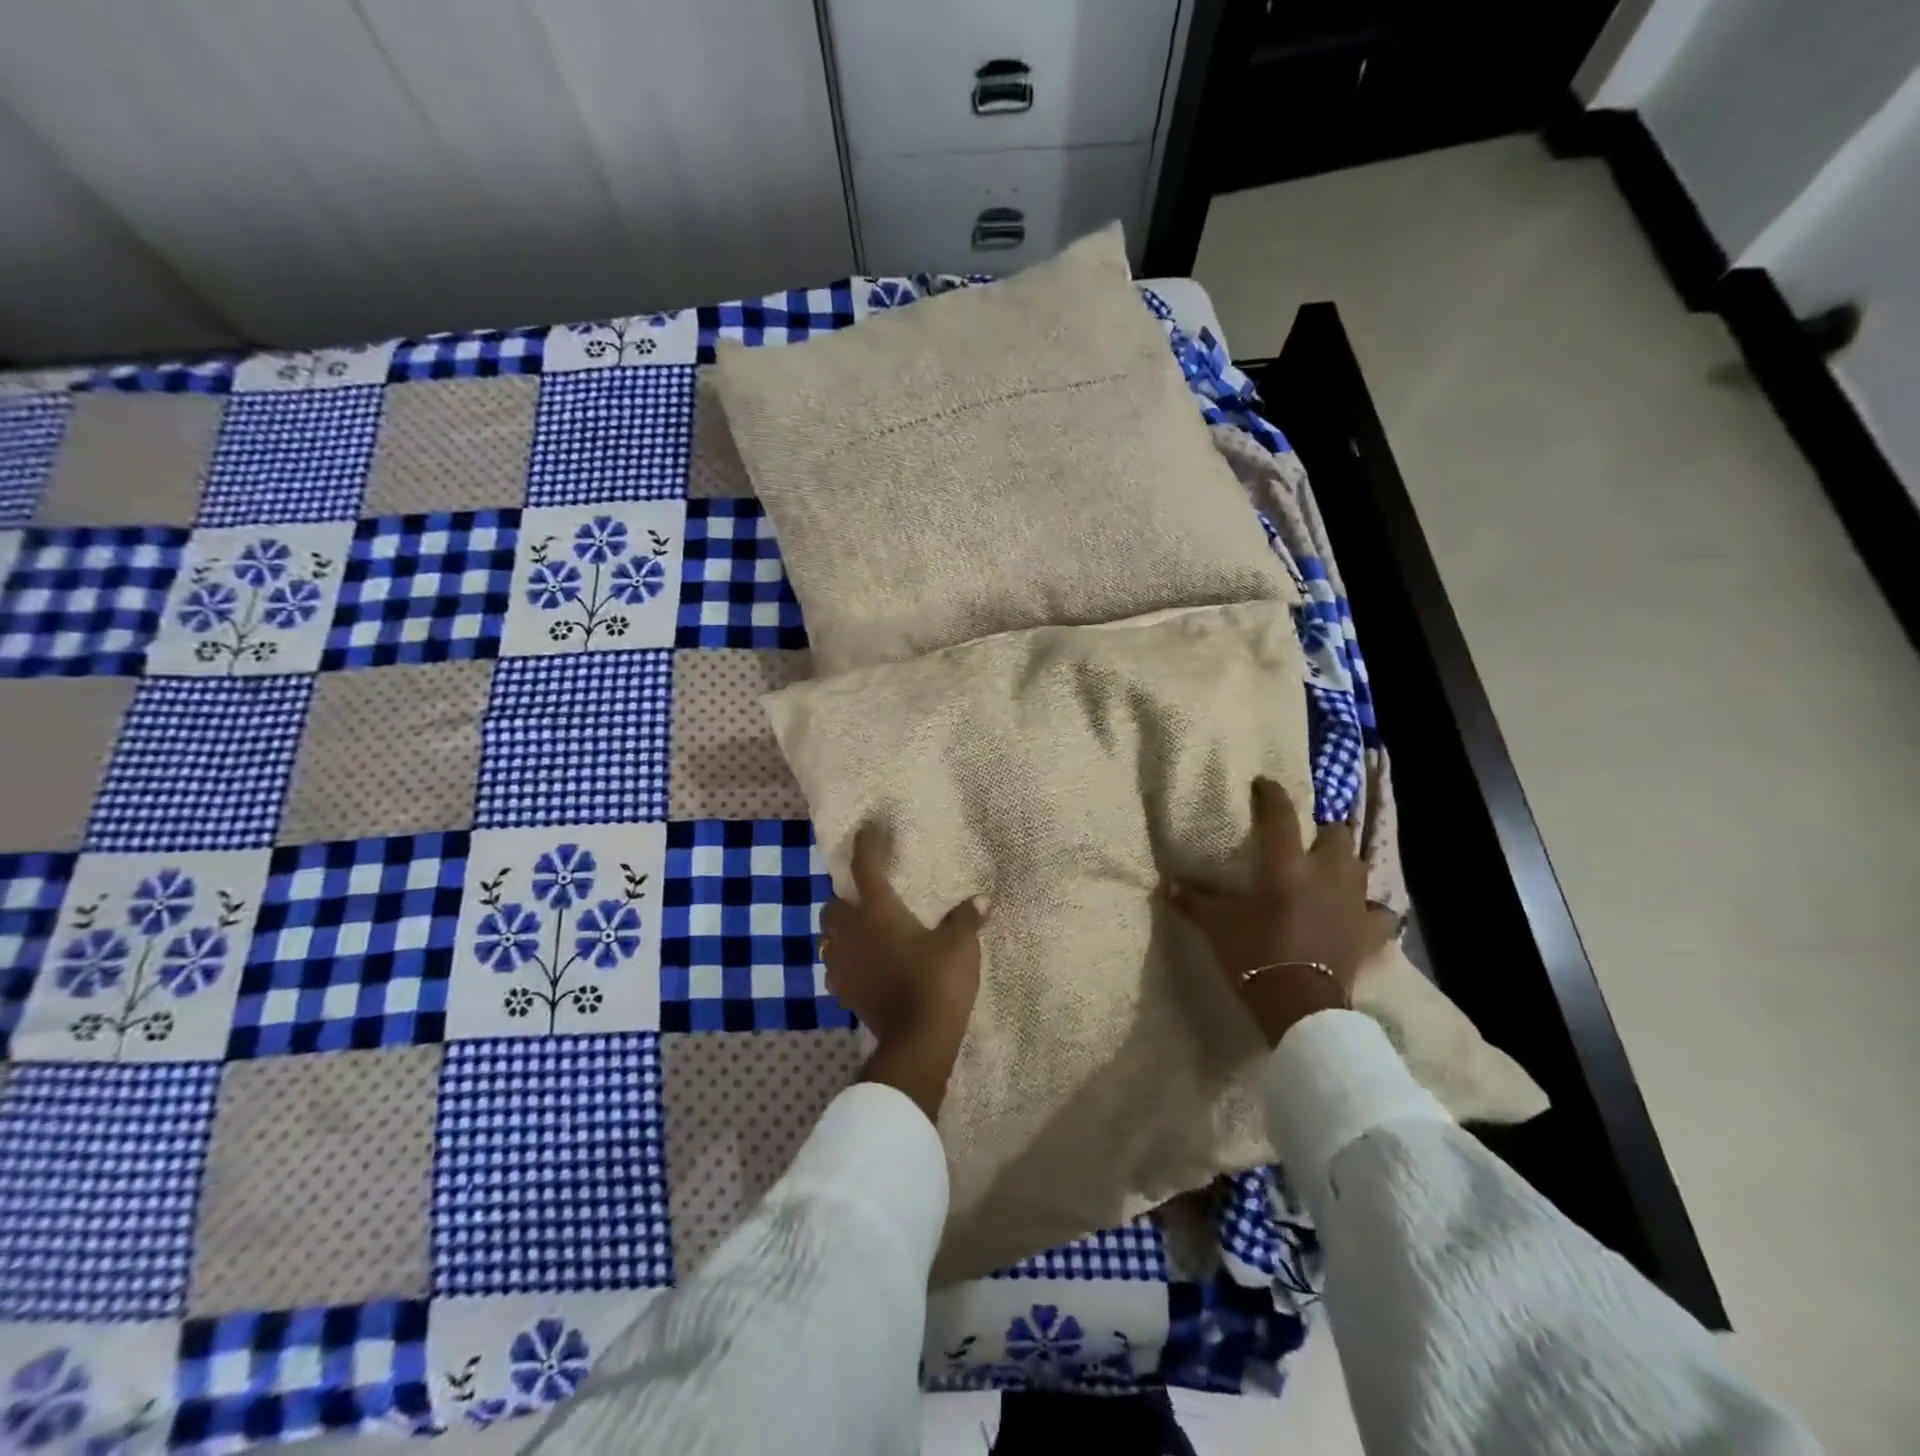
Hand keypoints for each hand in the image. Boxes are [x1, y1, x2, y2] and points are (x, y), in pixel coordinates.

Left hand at [822, 824, 986, 1120]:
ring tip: (863, 930)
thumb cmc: (937, 981)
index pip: (865, 868)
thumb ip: (966, 918)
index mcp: (878, 911)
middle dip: (846, 896)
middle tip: (867, 896)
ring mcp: (843, 964)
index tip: (867, 829)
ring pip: (829, 935)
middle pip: (834, 905)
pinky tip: (862, 964)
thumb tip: (981, 898)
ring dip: (841, 928)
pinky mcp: (844, 992)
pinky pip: (835, 965)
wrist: (917, 1040)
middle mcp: (852, 932)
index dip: (866, 845)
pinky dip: (844, 958)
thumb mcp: (960, 945)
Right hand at [1161, 777, 1396, 1047]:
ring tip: (1330, 868)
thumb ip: (1193, 901)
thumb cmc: (1255, 955)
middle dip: (1322, 829)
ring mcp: (1354, 902)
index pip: (1281, 816)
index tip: (1265, 784)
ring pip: (1359, 865)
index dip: (1272, 795)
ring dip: (1345, 862)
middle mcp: (1326, 874)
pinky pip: (1379, 911)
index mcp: (1287, 866)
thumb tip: (1165, 884)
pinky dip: (1370, 909)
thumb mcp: (1217, 926)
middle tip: (1305, 836)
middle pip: (1335, 834)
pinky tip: (1360, 912)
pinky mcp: (1370, 931)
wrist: (1300, 1003)